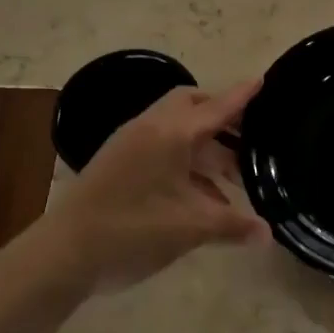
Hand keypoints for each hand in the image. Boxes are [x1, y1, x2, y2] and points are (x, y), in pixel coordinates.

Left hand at [46, 79, 270, 294]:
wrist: (65, 252)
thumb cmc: (133, 231)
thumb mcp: (190, 228)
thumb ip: (233, 226)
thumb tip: (268, 233)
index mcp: (171, 133)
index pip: (216, 107)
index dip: (241, 96)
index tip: (262, 80)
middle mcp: (150, 128)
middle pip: (191, 105)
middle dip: (221, 116)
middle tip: (249, 136)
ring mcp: (129, 143)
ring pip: (176, 129)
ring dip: (205, 145)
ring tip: (233, 175)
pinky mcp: (118, 161)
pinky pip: (160, 146)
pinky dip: (185, 160)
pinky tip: (202, 195)